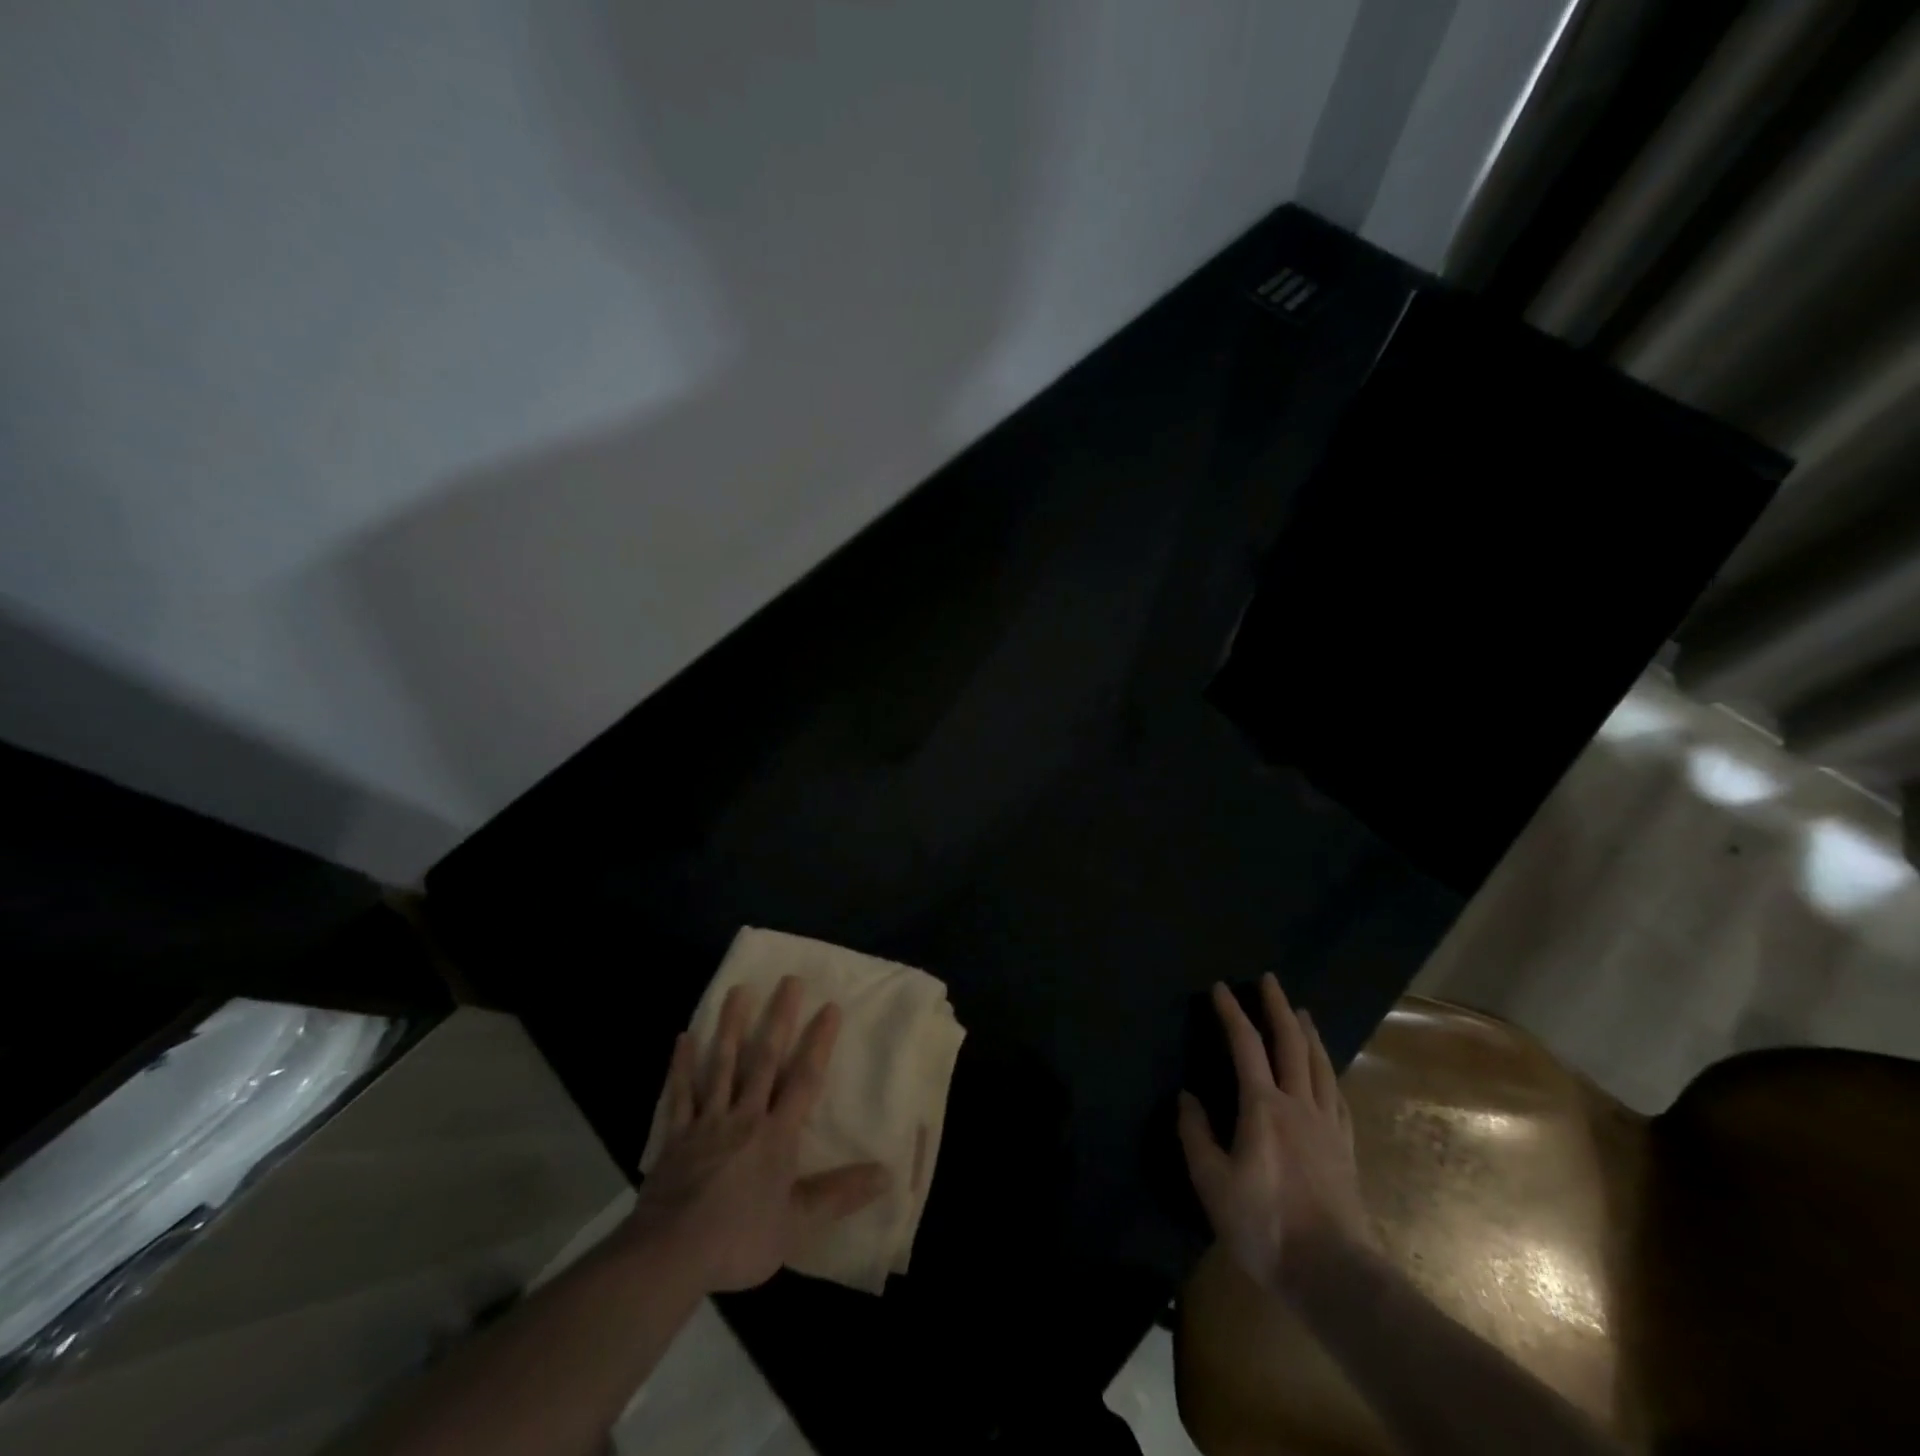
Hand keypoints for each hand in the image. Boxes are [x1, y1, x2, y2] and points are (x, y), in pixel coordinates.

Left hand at [629, 977, 888, 1292]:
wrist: (671, 1256)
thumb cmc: (739, 1239)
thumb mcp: (798, 1224)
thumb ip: (840, 1194)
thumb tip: (887, 1173)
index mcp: (777, 1135)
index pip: (804, 1079)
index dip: (819, 1043)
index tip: (830, 1007)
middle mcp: (745, 1116)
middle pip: (764, 1059)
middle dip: (780, 1019)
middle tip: (789, 980)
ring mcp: (708, 1122)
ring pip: (722, 1065)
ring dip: (731, 1027)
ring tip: (738, 990)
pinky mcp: (676, 1136)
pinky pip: (680, 1094)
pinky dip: (682, 1066)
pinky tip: (683, 1038)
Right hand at [1178, 975, 1375, 1295]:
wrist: (1334, 1275)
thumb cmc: (1265, 1226)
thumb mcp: (1213, 1183)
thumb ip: (1196, 1135)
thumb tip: (1187, 1098)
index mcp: (1263, 1107)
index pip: (1245, 1045)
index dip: (1231, 1013)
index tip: (1219, 987)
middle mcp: (1299, 1105)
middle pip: (1291, 1044)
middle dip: (1278, 1007)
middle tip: (1269, 980)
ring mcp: (1328, 1126)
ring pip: (1321, 1065)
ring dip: (1308, 1033)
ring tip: (1302, 1012)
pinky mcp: (1346, 1149)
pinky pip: (1338, 1097)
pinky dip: (1329, 1073)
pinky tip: (1328, 1072)